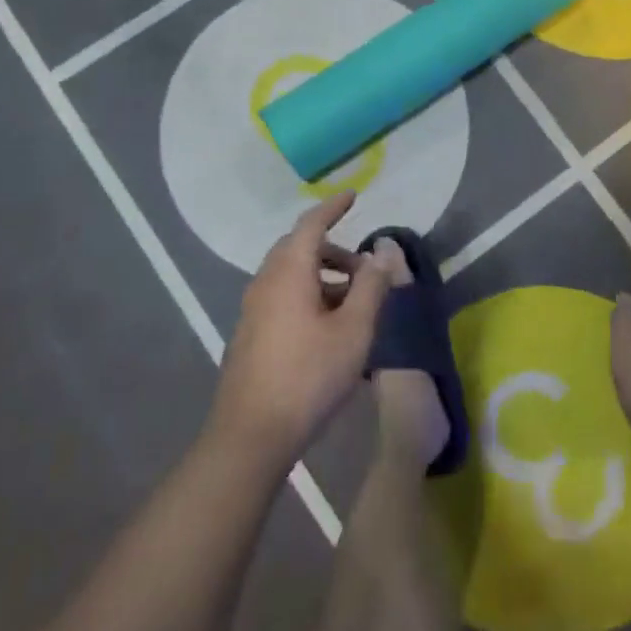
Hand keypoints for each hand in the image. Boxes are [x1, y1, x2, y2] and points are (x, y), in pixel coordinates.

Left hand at [208, 192, 395, 470]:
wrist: (251, 435)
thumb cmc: (309, 376)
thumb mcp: (354, 329)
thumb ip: (371, 285)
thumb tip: (381, 250)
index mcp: (288, 272)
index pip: (311, 224)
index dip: (333, 207)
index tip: (353, 196)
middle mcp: (265, 282)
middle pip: (299, 248)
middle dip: (333, 250)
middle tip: (364, 269)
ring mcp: (253, 309)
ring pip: (290, 275)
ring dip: (322, 277)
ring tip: (354, 304)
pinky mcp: (250, 334)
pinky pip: (282, 297)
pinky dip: (308, 296)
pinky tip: (328, 329)